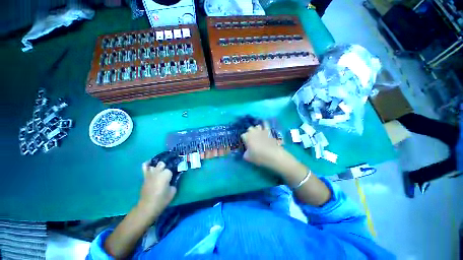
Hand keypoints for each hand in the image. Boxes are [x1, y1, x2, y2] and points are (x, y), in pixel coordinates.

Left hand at [138, 162, 176, 217]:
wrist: (148, 206)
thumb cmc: (162, 199)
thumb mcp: (173, 191)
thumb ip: (174, 182)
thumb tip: (173, 179)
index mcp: (166, 174)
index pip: (171, 168)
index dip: (173, 172)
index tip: (174, 175)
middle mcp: (158, 171)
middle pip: (162, 163)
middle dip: (166, 167)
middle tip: (168, 172)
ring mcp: (150, 173)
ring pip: (155, 164)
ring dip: (158, 166)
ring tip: (161, 169)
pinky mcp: (144, 177)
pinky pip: (145, 167)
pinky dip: (148, 164)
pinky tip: (151, 164)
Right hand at [240, 122, 281, 166]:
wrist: (272, 154)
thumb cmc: (258, 156)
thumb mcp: (247, 157)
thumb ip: (245, 153)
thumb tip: (246, 151)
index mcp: (246, 137)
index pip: (243, 135)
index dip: (244, 139)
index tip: (246, 144)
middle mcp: (252, 132)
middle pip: (249, 129)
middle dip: (250, 133)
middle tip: (252, 138)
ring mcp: (261, 130)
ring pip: (257, 126)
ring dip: (257, 129)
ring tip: (259, 134)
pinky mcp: (268, 130)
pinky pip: (266, 124)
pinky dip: (265, 124)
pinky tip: (265, 126)